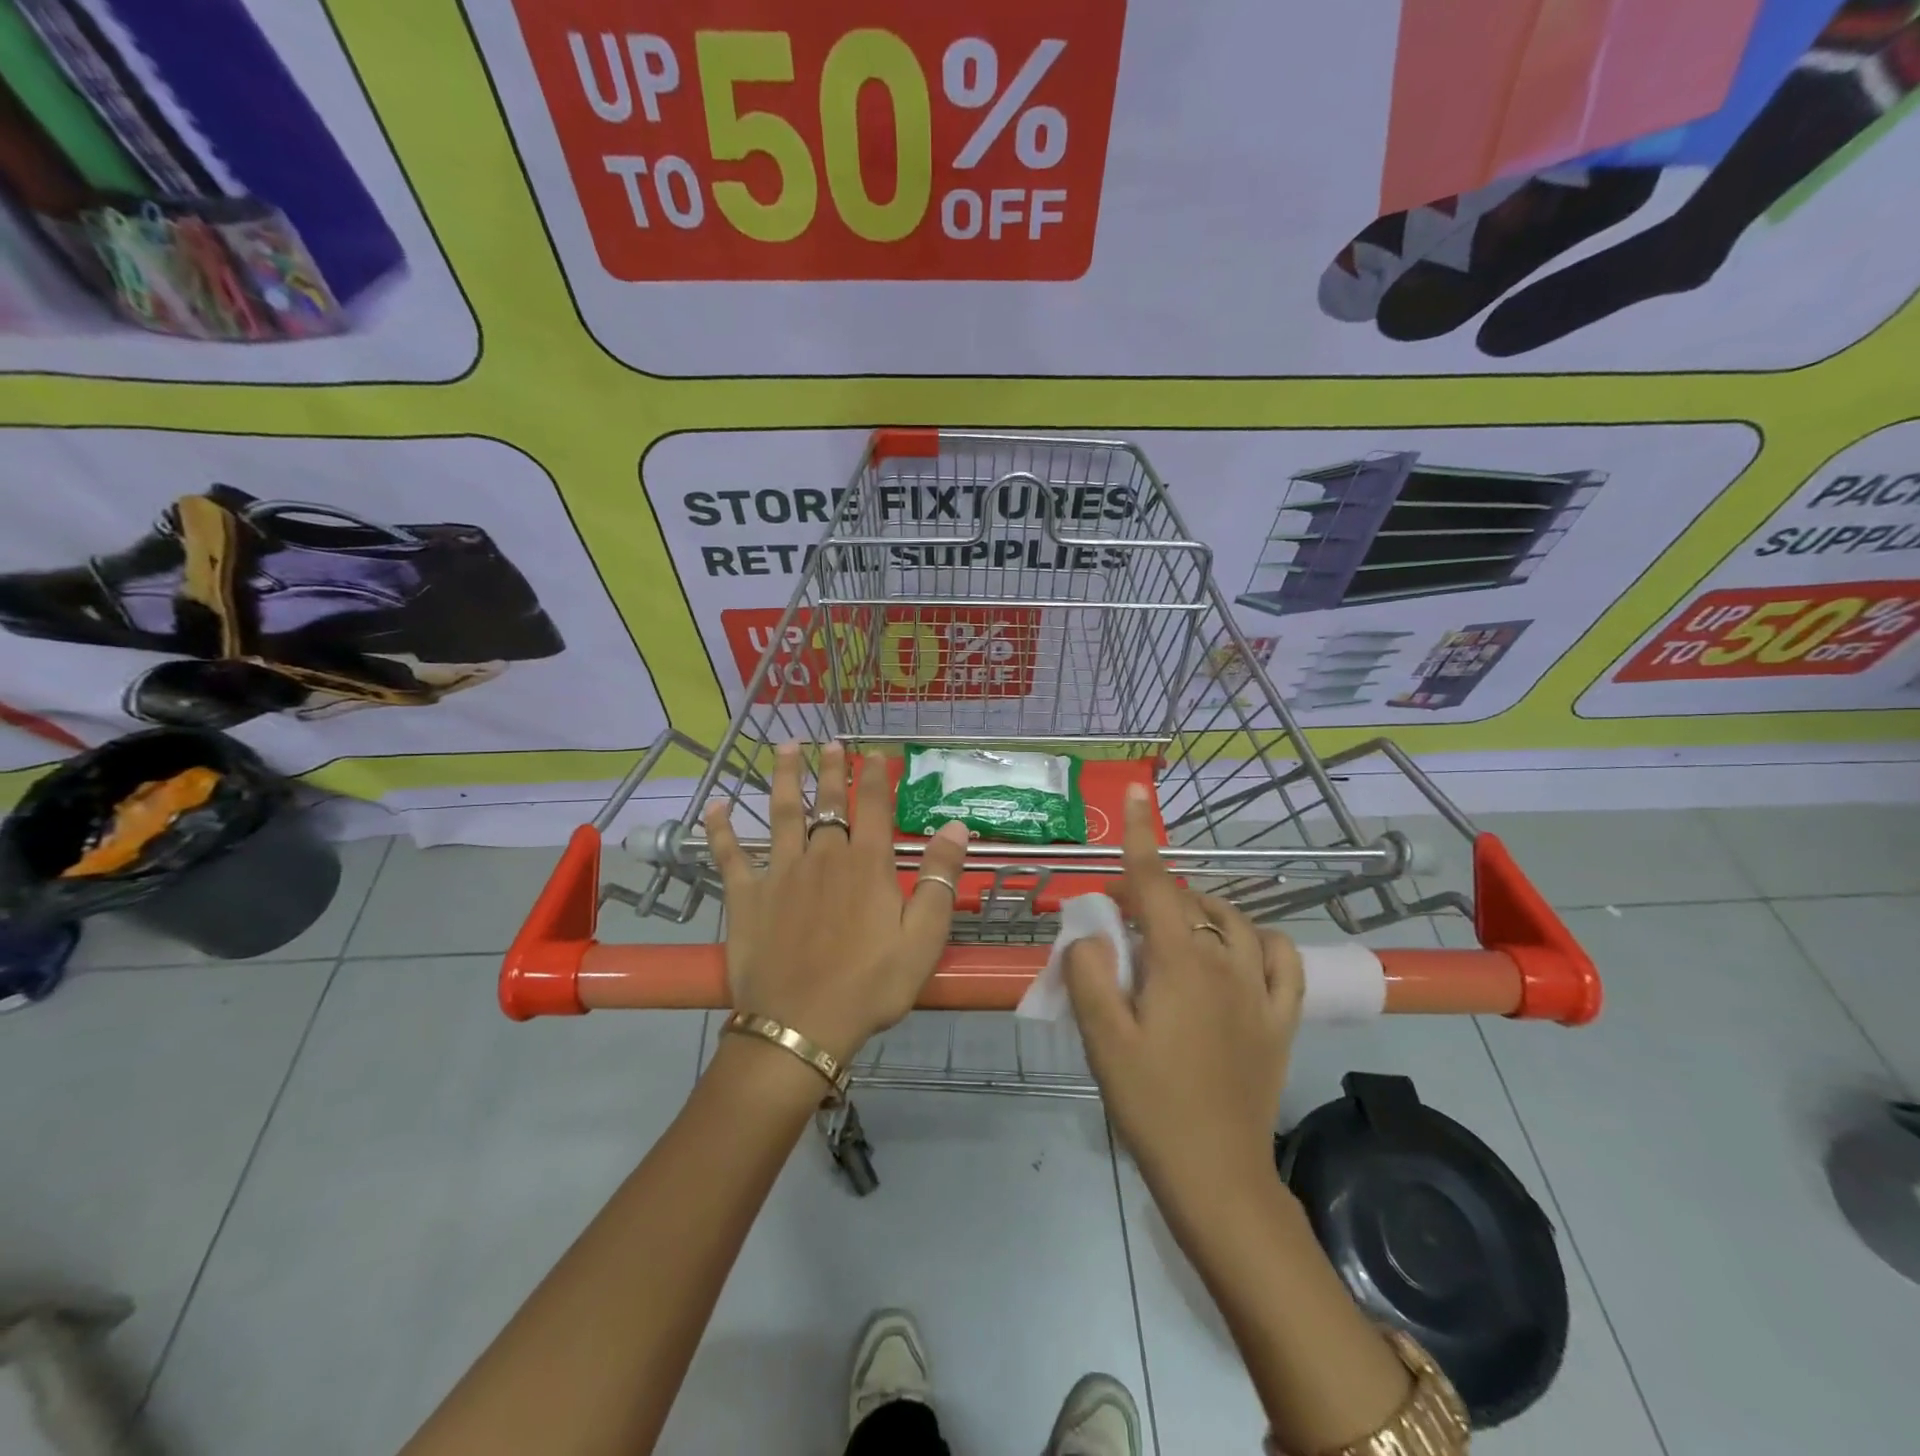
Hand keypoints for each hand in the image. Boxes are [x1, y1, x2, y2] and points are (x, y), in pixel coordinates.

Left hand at [707, 742, 969, 1062]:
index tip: (874, 753)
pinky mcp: (746, 897)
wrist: (800, 1026)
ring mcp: (780, 873)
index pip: (873, 806)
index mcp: (866, 864)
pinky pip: (730, 855)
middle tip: (830, 741)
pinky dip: (721, 830)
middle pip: (827, 802)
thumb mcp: (923, 937)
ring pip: (782, 814)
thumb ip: (938, 879)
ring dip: (784, 778)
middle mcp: (822, 856)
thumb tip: (956, 826)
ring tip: (784, 747)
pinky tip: (716, 807)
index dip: (874, 776)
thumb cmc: (870, 985)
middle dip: (830, 769)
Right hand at [1064, 783, 1304, 1209]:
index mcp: (1180, 964)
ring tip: (1171, 927)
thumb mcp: (1103, 1040)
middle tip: (1118, 917)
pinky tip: (1240, 949)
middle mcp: (1225, 964)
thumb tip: (1092, 934)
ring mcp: (1259, 991)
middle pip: (1190, 902)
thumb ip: (1091, 974)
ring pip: (1233, 922)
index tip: (1139, 794)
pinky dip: (1259, 940)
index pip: (1157, 884)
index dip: (1143, 838)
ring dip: (1201, 909)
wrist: (1216, 1175)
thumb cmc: (1151, 1106)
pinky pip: (1282, 960)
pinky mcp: (1280, 1020)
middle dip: (1152, 893)